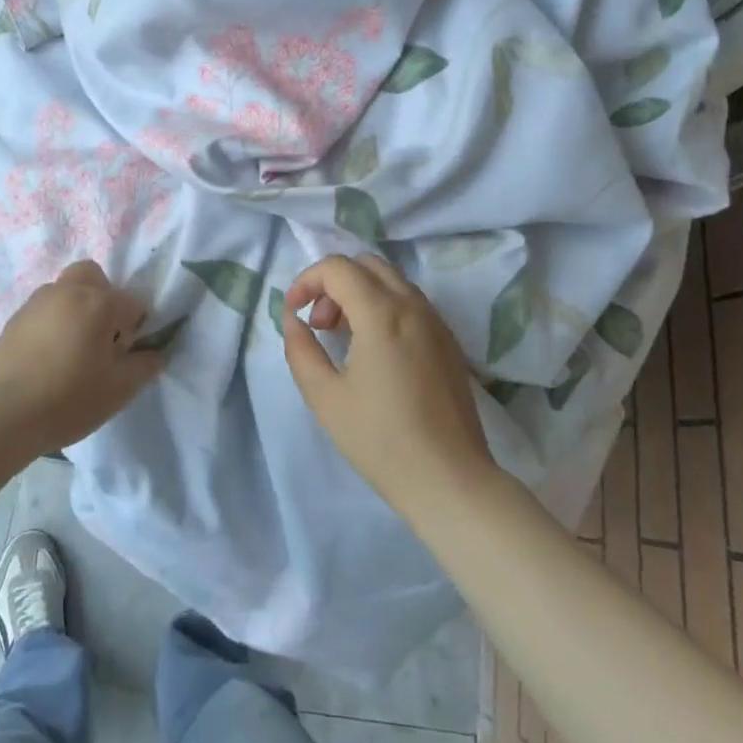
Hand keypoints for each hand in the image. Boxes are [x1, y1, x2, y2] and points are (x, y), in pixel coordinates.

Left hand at [0, 261, 163, 456]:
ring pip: (65, 289)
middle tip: (102, 335)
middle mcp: (68, 291)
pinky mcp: (14, 319)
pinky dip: (53, 321)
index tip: (125, 355)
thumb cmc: (68, 400)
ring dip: (76, 307)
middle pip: (93, 276)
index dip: (135, 329)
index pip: (132, 303)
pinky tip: (48, 356)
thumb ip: (144, 367)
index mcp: (99, 303)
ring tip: (73, 348)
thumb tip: (155, 354)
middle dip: (104, 297)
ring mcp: (36, 302)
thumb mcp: (118, 390)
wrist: (0, 416)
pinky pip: (44, 309)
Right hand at [281, 254, 500, 522]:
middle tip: (319, 323)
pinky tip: (374, 349)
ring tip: (343, 336)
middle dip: (334, 282)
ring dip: (359, 292)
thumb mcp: (325, 396)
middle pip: (366, 264)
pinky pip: (411, 302)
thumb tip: (293, 319)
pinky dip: (384, 306)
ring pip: (391, 280)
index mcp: (382, 313)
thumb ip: (300, 349)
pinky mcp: (448, 341)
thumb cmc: (380, 440)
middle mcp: (413, 305)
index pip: (337, 267)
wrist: (449, 479)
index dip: (306, 281)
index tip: (294, 313)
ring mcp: (436, 321)